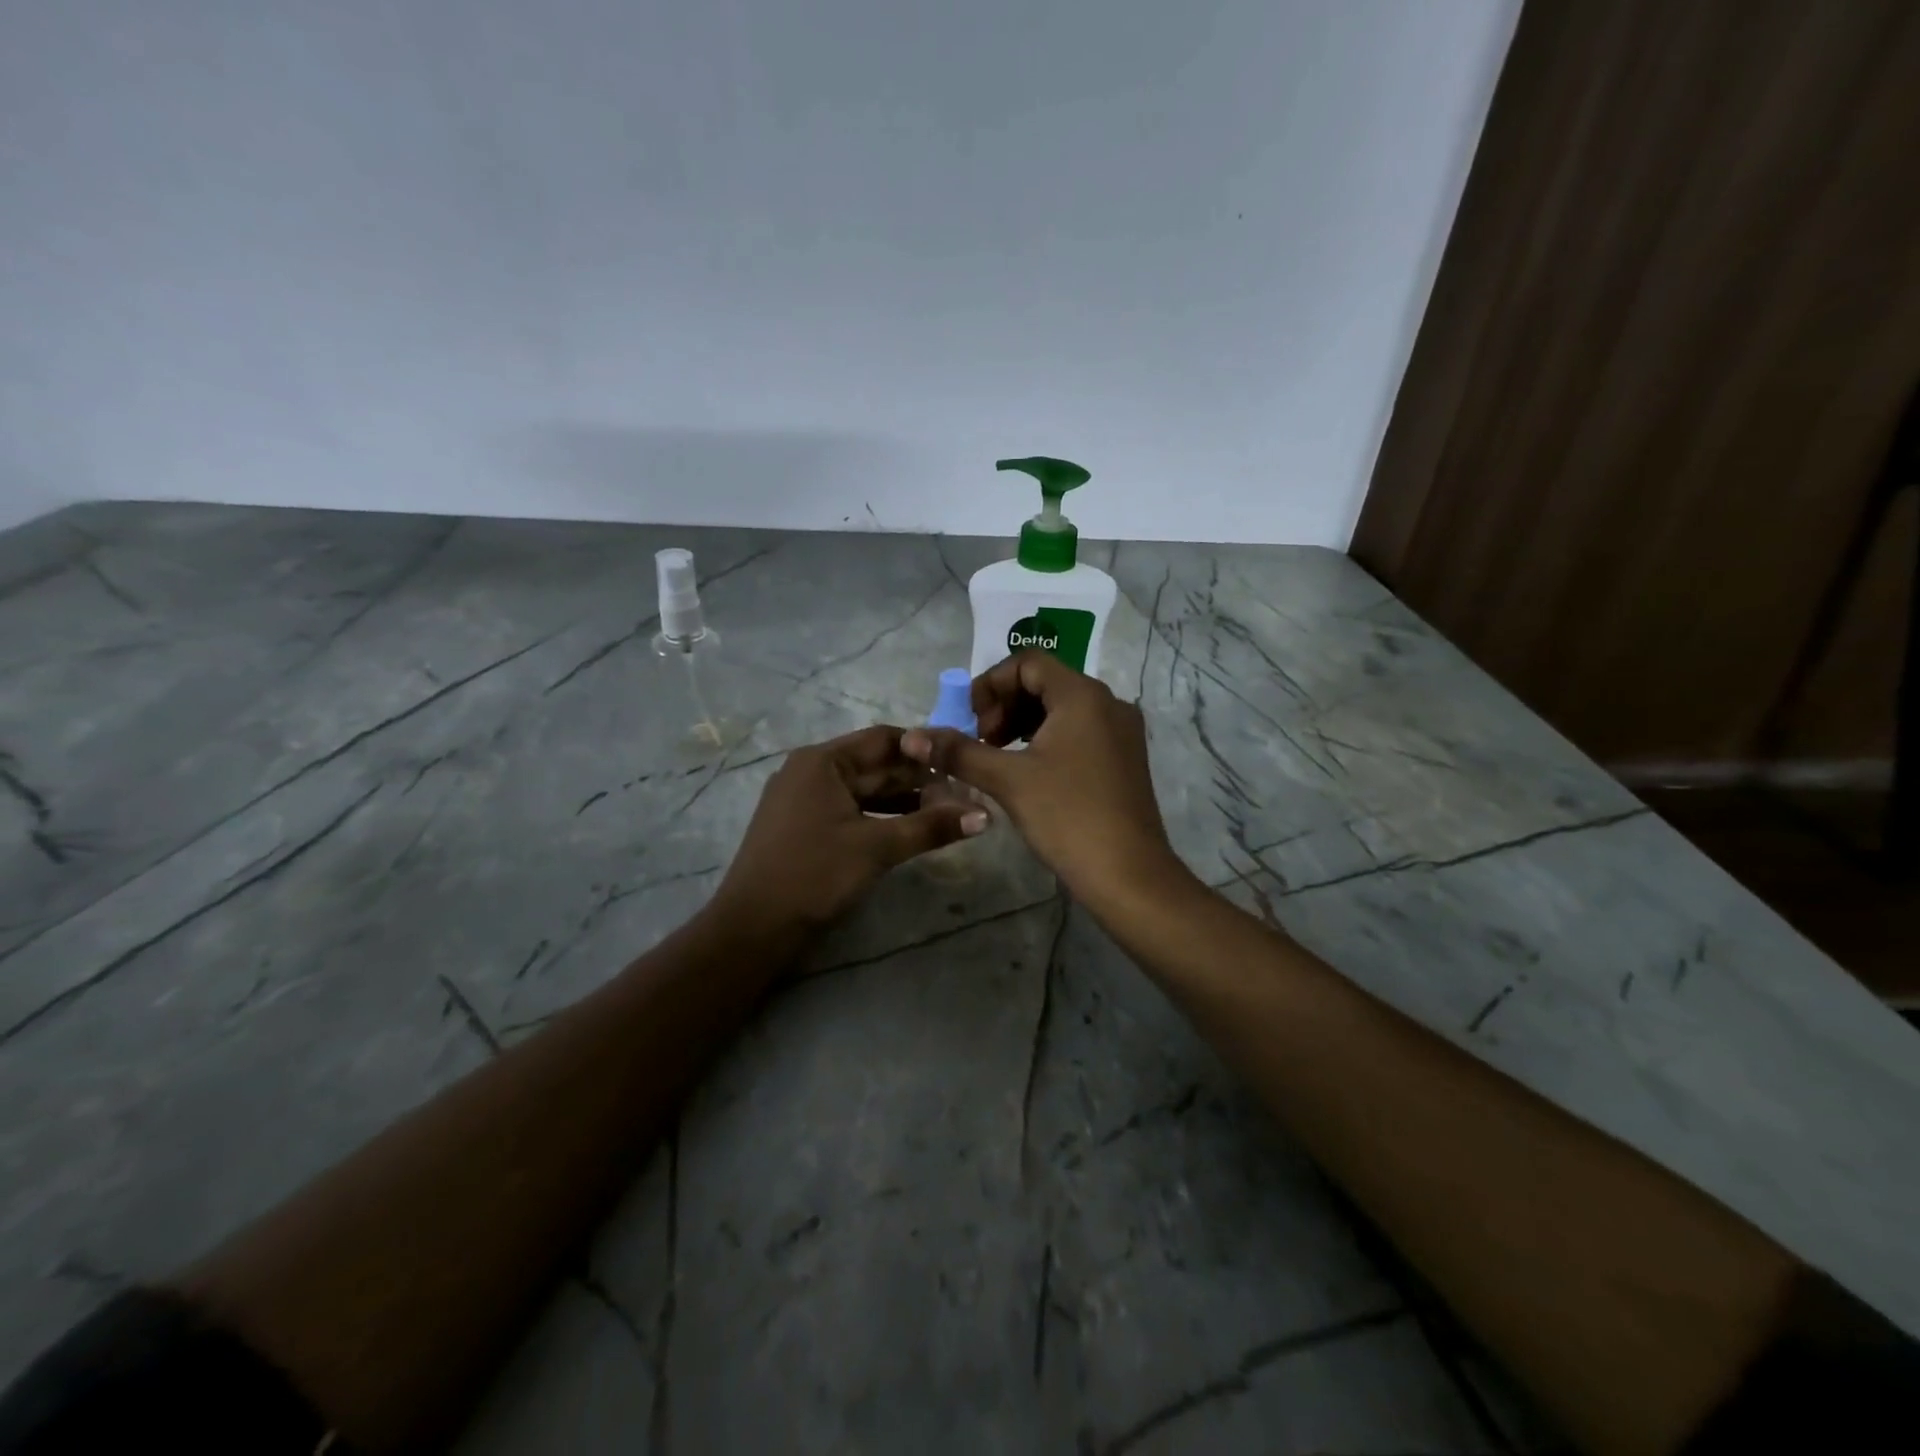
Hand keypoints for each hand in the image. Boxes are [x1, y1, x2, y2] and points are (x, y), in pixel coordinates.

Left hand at [713, 725, 988, 935]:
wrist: (753, 928)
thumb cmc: (814, 875)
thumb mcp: (877, 848)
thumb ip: (931, 827)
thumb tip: (985, 816)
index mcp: (822, 761)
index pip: (883, 739)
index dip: (924, 749)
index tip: (961, 762)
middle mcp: (811, 771)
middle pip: (874, 764)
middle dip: (917, 778)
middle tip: (962, 792)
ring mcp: (805, 799)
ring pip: (864, 790)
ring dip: (903, 800)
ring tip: (946, 811)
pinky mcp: (805, 826)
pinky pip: (851, 809)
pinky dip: (881, 816)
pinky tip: (911, 829)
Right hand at [901, 652, 1180, 909]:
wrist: (1128, 875)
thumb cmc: (1067, 816)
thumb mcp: (1008, 780)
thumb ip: (959, 752)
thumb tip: (912, 736)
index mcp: (1083, 695)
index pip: (1027, 663)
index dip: (990, 685)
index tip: (968, 721)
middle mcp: (1108, 703)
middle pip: (1044, 683)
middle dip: (1003, 707)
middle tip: (980, 743)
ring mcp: (1121, 731)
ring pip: (1061, 709)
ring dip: (1022, 725)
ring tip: (997, 759)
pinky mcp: (1124, 758)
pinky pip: (1079, 732)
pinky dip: (1046, 740)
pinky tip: (1027, 772)